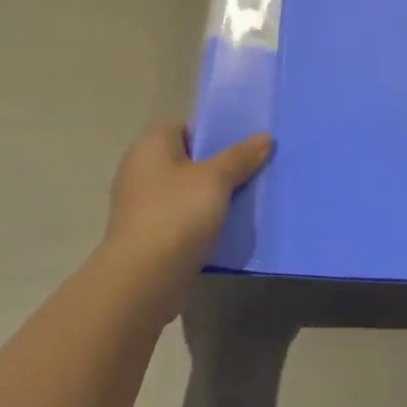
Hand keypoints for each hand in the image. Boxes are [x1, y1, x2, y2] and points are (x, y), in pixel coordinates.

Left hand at [104, 119, 273, 286]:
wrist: (143, 281)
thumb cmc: (176, 215)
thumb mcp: (215, 179)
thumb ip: (240, 156)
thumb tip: (265, 137)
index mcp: (150, 145)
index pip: (184, 125)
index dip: (213, 131)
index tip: (242, 145)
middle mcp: (140, 169)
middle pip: (188, 158)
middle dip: (218, 165)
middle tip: (252, 170)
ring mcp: (142, 204)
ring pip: (187, 190)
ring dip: (212, 196)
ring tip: (246, 199)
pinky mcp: (149, 235)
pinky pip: (182, 218)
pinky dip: (201, 221)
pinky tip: (227, 228)